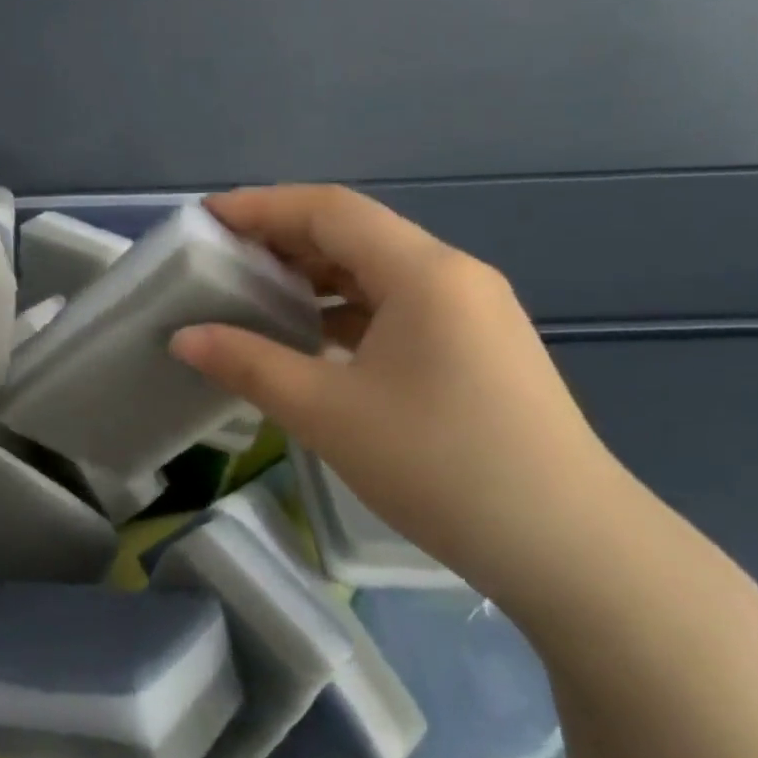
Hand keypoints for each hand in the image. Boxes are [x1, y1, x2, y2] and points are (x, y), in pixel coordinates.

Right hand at [171, 184, 636, 610]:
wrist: (573, 550)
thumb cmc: (441, 466)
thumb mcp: (328, 413)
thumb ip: (249, 364)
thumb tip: (184, 338)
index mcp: (423, 272)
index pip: (329, 210)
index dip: (262, 207)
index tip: (206, 219)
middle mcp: (452, 275)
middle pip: (354, 233)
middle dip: (283, 238)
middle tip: (221, 256)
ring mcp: (471, 312)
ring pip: (376, 270)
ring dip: (314, 275)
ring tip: (255, 291)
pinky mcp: (476, 347)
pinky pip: (397, 305)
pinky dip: (344, 309)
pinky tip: (311, 335)